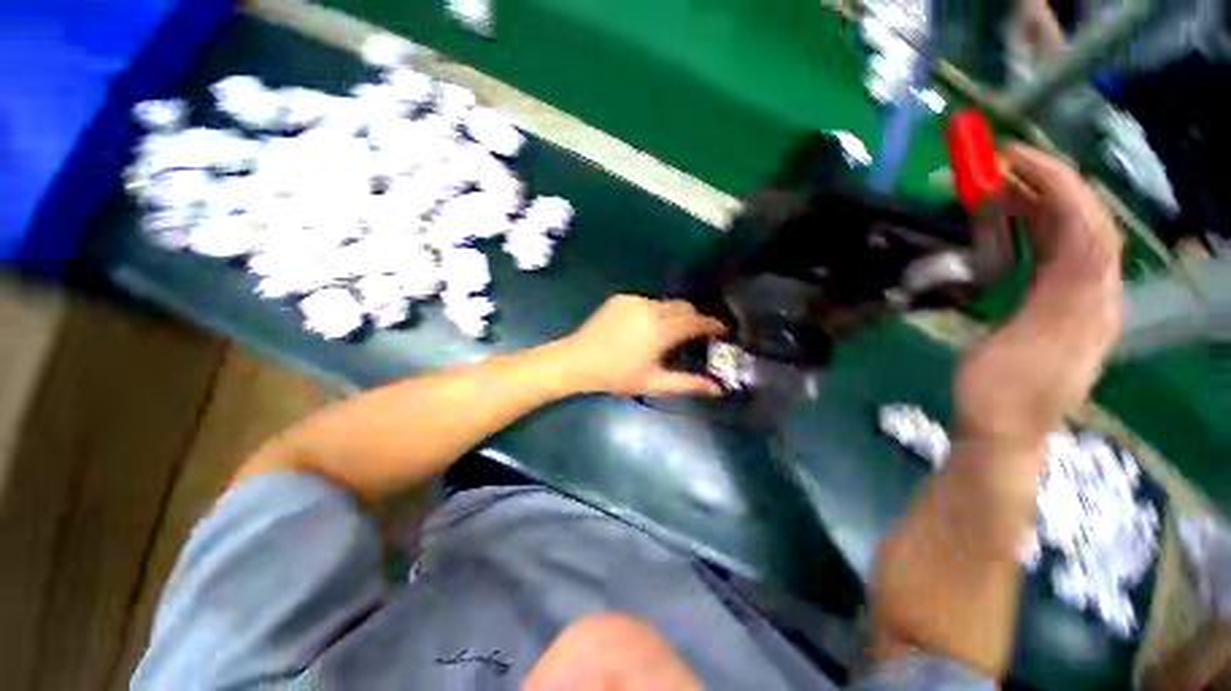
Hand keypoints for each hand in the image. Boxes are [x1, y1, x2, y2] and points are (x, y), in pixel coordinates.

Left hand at [558, 295, 726, 396]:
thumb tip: (718, 389)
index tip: (722, 330)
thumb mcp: (654, 383)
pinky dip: (652, 312)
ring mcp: (634, 301)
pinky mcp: (621, 298)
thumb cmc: (617, 376)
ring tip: (665, 334)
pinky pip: (646, 302)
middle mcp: (651, 309)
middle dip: (694, 318)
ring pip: (665, 304)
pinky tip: (643, 328)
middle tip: (695, 334)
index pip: (696, 321)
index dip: (712, 324)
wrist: (577, 360)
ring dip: (672, 316)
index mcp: (661, 331)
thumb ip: (688, 383)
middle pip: (683, 307)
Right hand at [955, 146, 1122, 445]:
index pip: (1086, 228)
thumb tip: (1073, 253)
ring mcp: (1082, 304)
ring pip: (1077, 237)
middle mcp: (1095, 298)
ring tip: (1007, 186)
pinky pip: (1062, 256)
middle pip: (1088, 225)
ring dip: (1046, 204)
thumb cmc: (995, 394)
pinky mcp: (1064, 310)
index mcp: (1082, 307)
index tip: (1015, 161)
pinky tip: (1019, 223)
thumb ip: (1048, 301)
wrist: (1002, 432)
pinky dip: (1042, 230)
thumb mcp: (1011, 349)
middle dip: (1052, 185)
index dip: (1058, 187)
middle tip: (1005, 165)